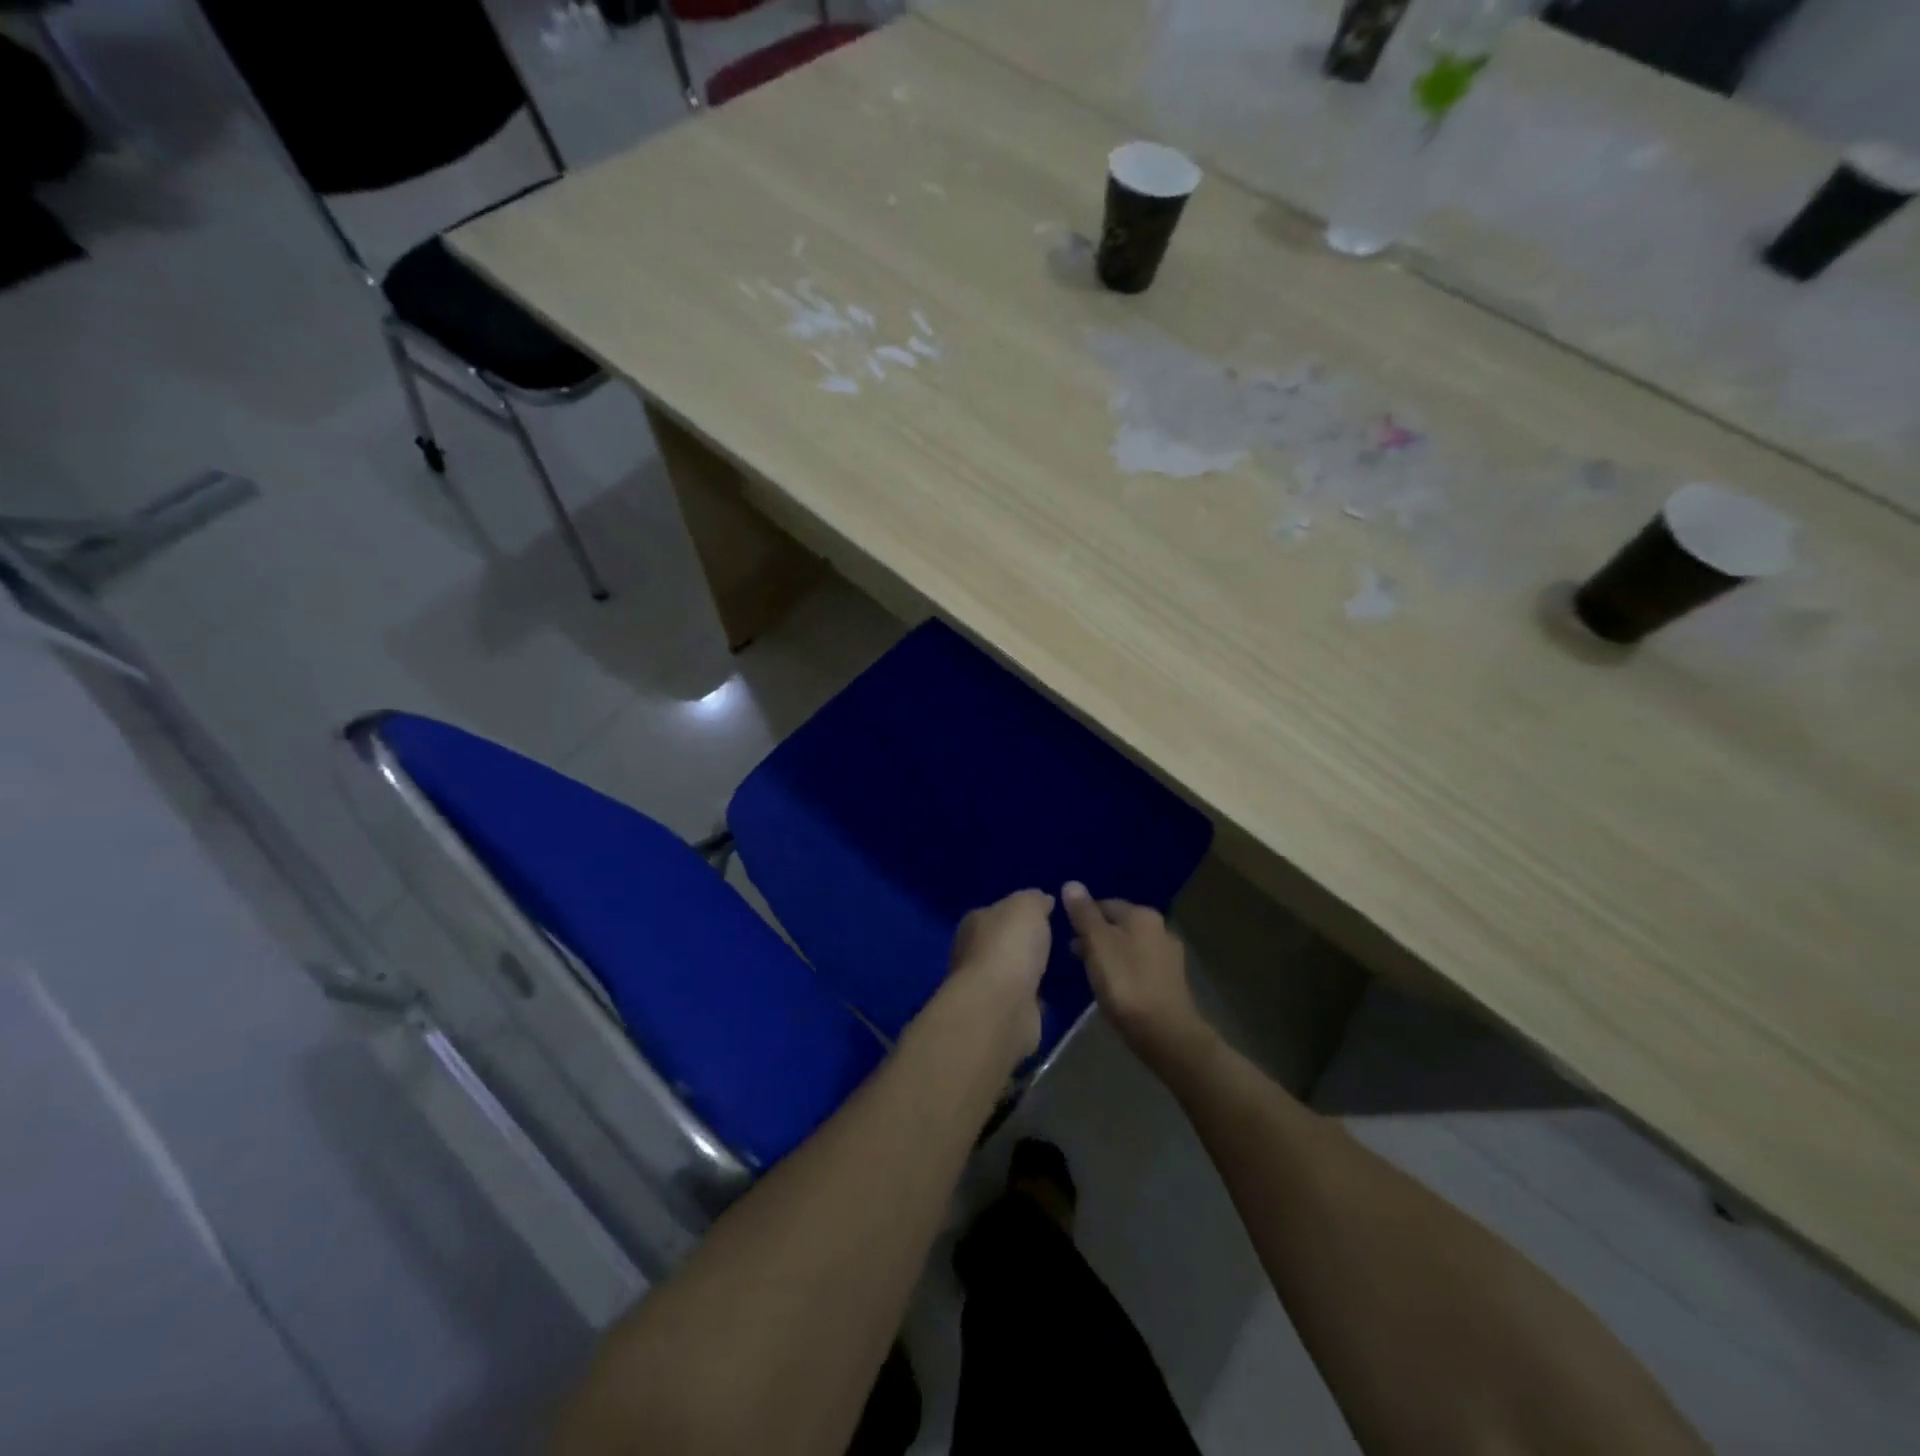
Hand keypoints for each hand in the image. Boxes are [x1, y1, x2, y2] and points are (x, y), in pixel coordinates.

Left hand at [947, 889, 1054, 1062]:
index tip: (1046, 915)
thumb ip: (1035, 899)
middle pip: (1004, 942)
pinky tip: (1053, 993)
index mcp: (974, 922)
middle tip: (1057, 942)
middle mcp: (973, 952)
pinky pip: (1023, 997)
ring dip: (1031, 971)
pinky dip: (1034, 995)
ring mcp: (986, 986)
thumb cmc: (1009, 946)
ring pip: (1013, 971)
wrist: (1001, 1005)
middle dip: (1026, 943)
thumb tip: (1042, 900)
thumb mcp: (1027, 906)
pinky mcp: (1001, 1013)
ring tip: (1060, 967)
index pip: (998, 911)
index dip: (1020, 912)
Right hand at [1063, 882, 1213, 1076]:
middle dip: (1096, 936)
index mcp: (1142, 914)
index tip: (1066, 937)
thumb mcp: (1097, 944)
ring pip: (1129, 945)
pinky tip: (1114, 988)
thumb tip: (1071, 883)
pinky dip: (1124, 970)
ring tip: (1090, 974)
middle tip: (1074, 957)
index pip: (1104, 903)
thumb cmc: (1126, 983)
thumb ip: (1084, 914)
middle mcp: (1160, 927)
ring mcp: (1169, 955)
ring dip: (1109, 954)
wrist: (1166, 1033)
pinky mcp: (1171, 980)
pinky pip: (1140, 966)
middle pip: (1118, 924)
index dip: (1082, 918)